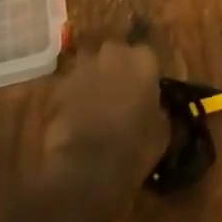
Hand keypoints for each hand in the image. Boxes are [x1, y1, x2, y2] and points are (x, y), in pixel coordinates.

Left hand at [42, 40, 165, 209]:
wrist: (87, 168)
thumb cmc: (133, 148)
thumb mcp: (161, 130)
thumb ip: (157, 108)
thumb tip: (153, 107)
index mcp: (142, 60)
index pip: (146, 56)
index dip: (144, 74)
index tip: (145, 91)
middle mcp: (113, 53)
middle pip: (116, 54)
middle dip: (117, 70)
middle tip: (120, 94)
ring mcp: (83, 68)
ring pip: (91, 67)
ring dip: (94, 81)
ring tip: (96, 107)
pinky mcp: (60, 87)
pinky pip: (71, 87)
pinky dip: (74, 98)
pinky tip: (76, 120)